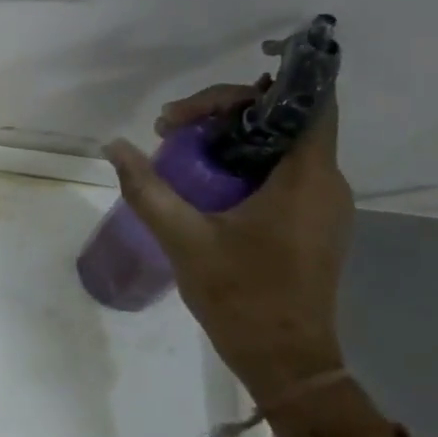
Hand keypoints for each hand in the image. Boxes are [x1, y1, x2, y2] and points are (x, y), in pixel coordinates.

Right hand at [103, 82, 352, 403]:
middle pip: (285, 120)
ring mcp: (321, 204)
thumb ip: (147, 189)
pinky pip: (280, 172)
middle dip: (226, 111)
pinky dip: (241, 161)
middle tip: (169, 129)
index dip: (277, 78)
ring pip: (280, 145)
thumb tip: (113, 147)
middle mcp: (325, 183)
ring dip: (230, 136)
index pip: (308, 104)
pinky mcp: (310, 222)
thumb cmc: (241, 296)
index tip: (224, 77)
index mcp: (306, 180)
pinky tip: (202, 179)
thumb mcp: (183, 239)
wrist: (285, 359)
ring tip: (176, 148)